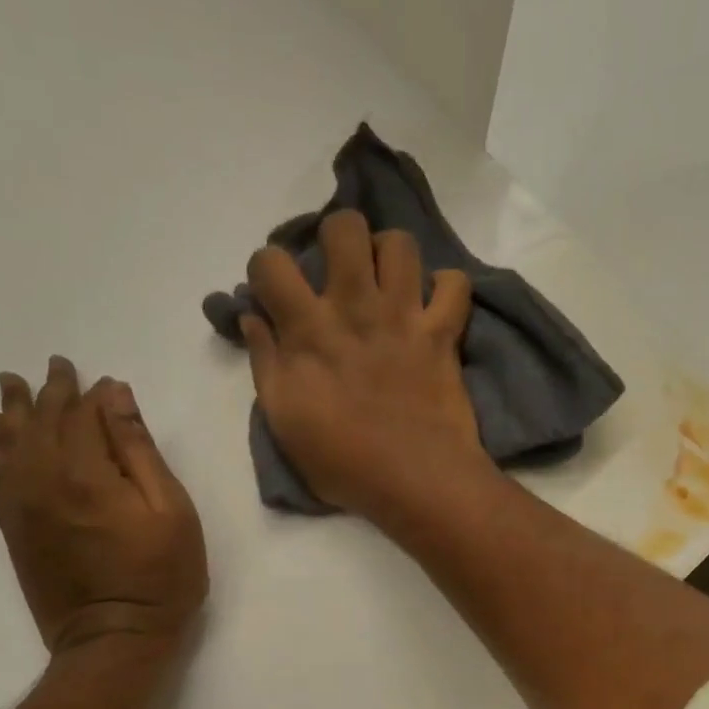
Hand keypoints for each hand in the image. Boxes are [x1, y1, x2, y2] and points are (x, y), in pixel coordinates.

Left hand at [0, 359, 206, 654]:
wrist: (113, 638)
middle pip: (42, 421)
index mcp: (87, 473)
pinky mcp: (13, 528)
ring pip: (11, 442)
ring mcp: (23, 504)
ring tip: (11, 385)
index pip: (83, 415)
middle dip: (51, 391)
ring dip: (13, 410)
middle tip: (56, 366)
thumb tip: (116, 396)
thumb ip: (140, 450)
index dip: (92, 394)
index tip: (99, 378)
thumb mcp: (171, 510)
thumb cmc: (160, 576)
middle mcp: (44, 479)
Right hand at [240, 210, 487, 515]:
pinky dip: (445, 288)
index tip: (274, 293)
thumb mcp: (284, 421)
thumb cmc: (343, 462)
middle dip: (336, 238)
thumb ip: (265, 362)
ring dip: (390, 254)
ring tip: (385, 282)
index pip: (270, 262)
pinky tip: (432, 306)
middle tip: (338, 273)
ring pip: (400, 243)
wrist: (416, 481)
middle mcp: (356, 307)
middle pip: (345, 227)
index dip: (265, 269)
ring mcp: (404, 316)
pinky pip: (455, 285)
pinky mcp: (443, 333)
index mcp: (308, 329)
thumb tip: (253, 319)